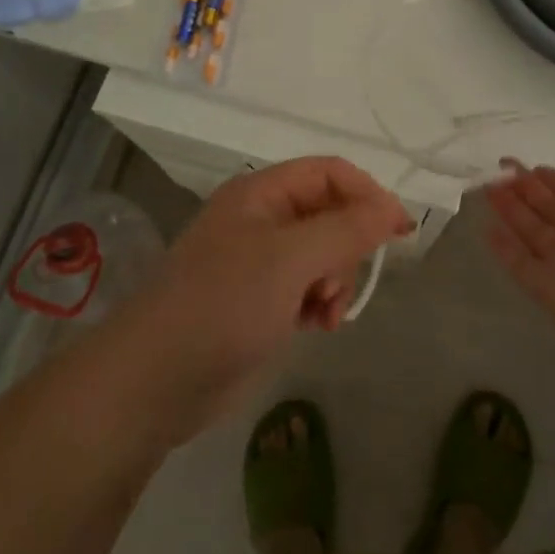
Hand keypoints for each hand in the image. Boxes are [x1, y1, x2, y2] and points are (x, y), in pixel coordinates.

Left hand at [119, 158, 411, 442]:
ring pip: (323, 254)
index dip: (368, 194)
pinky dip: (320, 302)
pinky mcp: (259, 301)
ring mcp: (259, 261)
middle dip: (347, 248)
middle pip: (330, 214)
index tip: (399, 231)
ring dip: (336, 280)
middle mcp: (262, 219)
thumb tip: (394, 209)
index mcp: (261, 192)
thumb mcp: (291, 259)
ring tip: (325, 313)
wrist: (155, 381)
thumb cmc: (224, 304)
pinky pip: (307, 286)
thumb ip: (347, 230)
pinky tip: (315, 326)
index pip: (330, 172)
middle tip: (339, 285)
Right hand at [484, 140, 554, 342]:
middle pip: (549, 209)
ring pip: (531, 231)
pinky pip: (519, 263)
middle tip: (501, 168)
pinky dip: (503, 247)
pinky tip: (486, 228)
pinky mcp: (545, 287)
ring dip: (510, 209)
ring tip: (487, 186)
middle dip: (526, 189)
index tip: (532, 165)